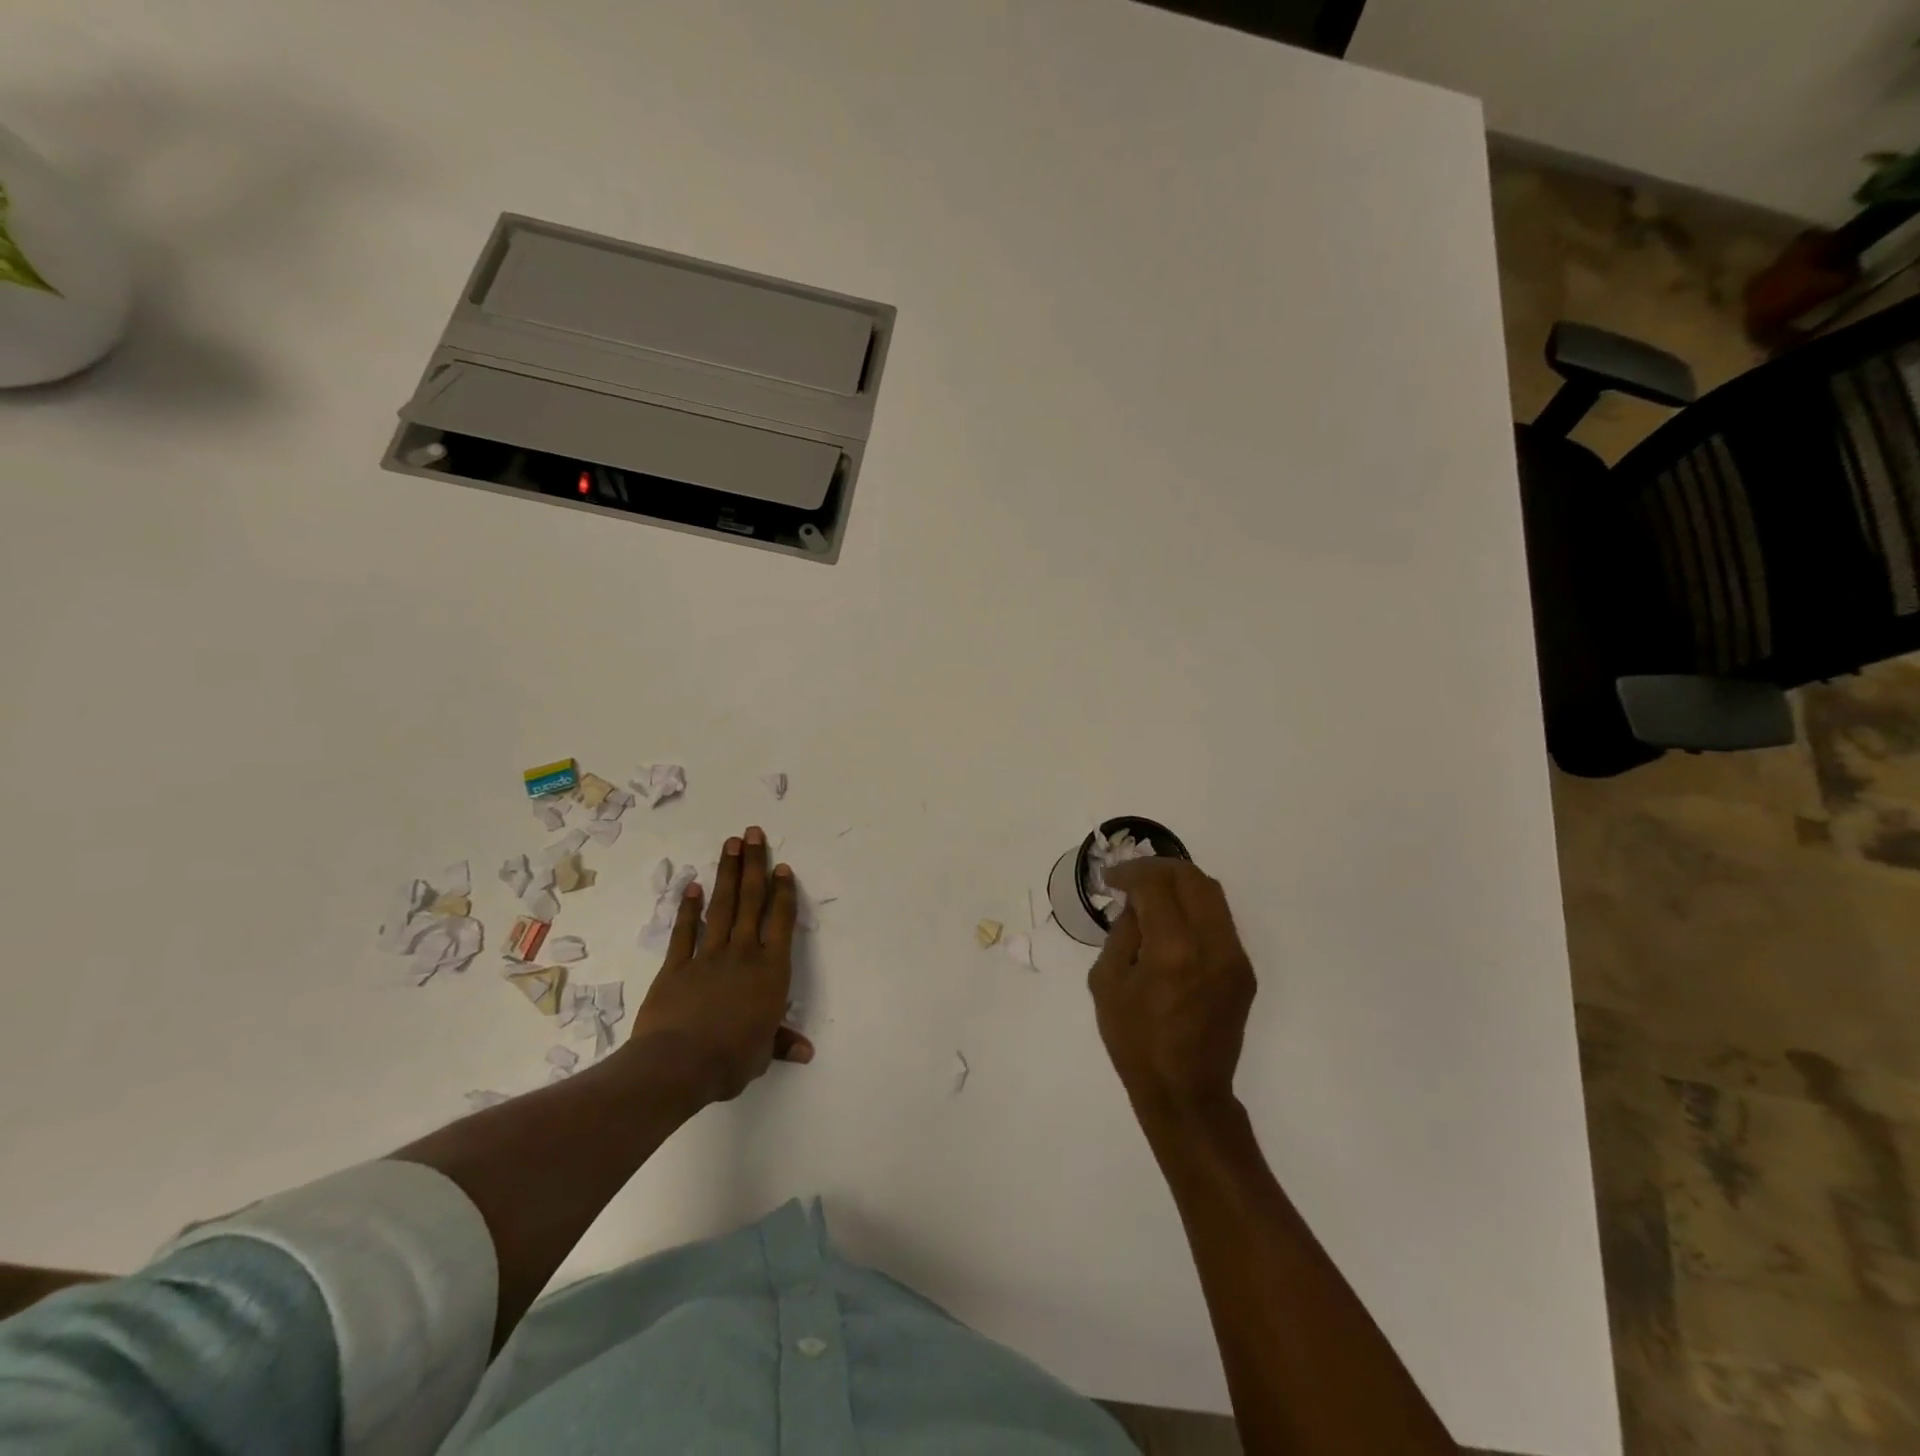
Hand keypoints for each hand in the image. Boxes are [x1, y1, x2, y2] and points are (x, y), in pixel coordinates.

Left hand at [628, 826, 813, 1106]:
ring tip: (731, 844)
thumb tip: (806, 1052)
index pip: (780, 921)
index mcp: (771, 970)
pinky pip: (685, 931)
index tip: (781, 866)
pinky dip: (688, 909)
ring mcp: (708, 956)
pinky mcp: (677, 966)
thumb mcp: (762, 1053)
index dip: (783, 892)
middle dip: (754, 865)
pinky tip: (692, 886)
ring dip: (727, 874)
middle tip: (753, 833)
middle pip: (751, 901)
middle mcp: (743, 953)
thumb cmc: (732, 1058)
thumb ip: (781, 1043)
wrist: (680, 1063)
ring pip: (722, 907)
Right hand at [1088, 858, 1254, 1123]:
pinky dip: (1193, 908)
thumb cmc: (1135, 1042)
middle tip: (1132, 878)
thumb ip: (1122, 933)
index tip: (1112, 879)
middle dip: (1158, 869)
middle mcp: (1212, 946)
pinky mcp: (1244, 970)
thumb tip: (1136, 904)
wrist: (1186, 1092)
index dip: (1131, 872)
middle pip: (1192, 878)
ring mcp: (1234, 957)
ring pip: (1212, 893)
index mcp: (1173, 951)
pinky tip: (1171, 923)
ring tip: (1151, 895)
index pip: (1156, 884)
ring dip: (1179, 884)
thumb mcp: (1107, 983)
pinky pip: (1219, 920)